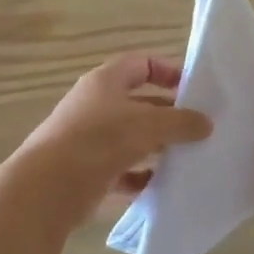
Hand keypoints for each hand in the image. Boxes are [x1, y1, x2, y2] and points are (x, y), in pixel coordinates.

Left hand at [21, 53, 212, 208]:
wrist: (47, 189)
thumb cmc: (99, 141)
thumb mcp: (147, 124)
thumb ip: (180, 121)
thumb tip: (206, 123)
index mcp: (106, 82)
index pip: (142, 64)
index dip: (169, 71)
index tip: (195, 89)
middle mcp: (96, 106)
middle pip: (140, 103)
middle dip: (170, 114)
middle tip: (200, 128)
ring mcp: (90, 140)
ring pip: (133, 139)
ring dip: (158, 147)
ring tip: (189, 157)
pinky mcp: (89, 172)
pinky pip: (123, 171)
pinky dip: (142, 177)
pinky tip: (163, 186)